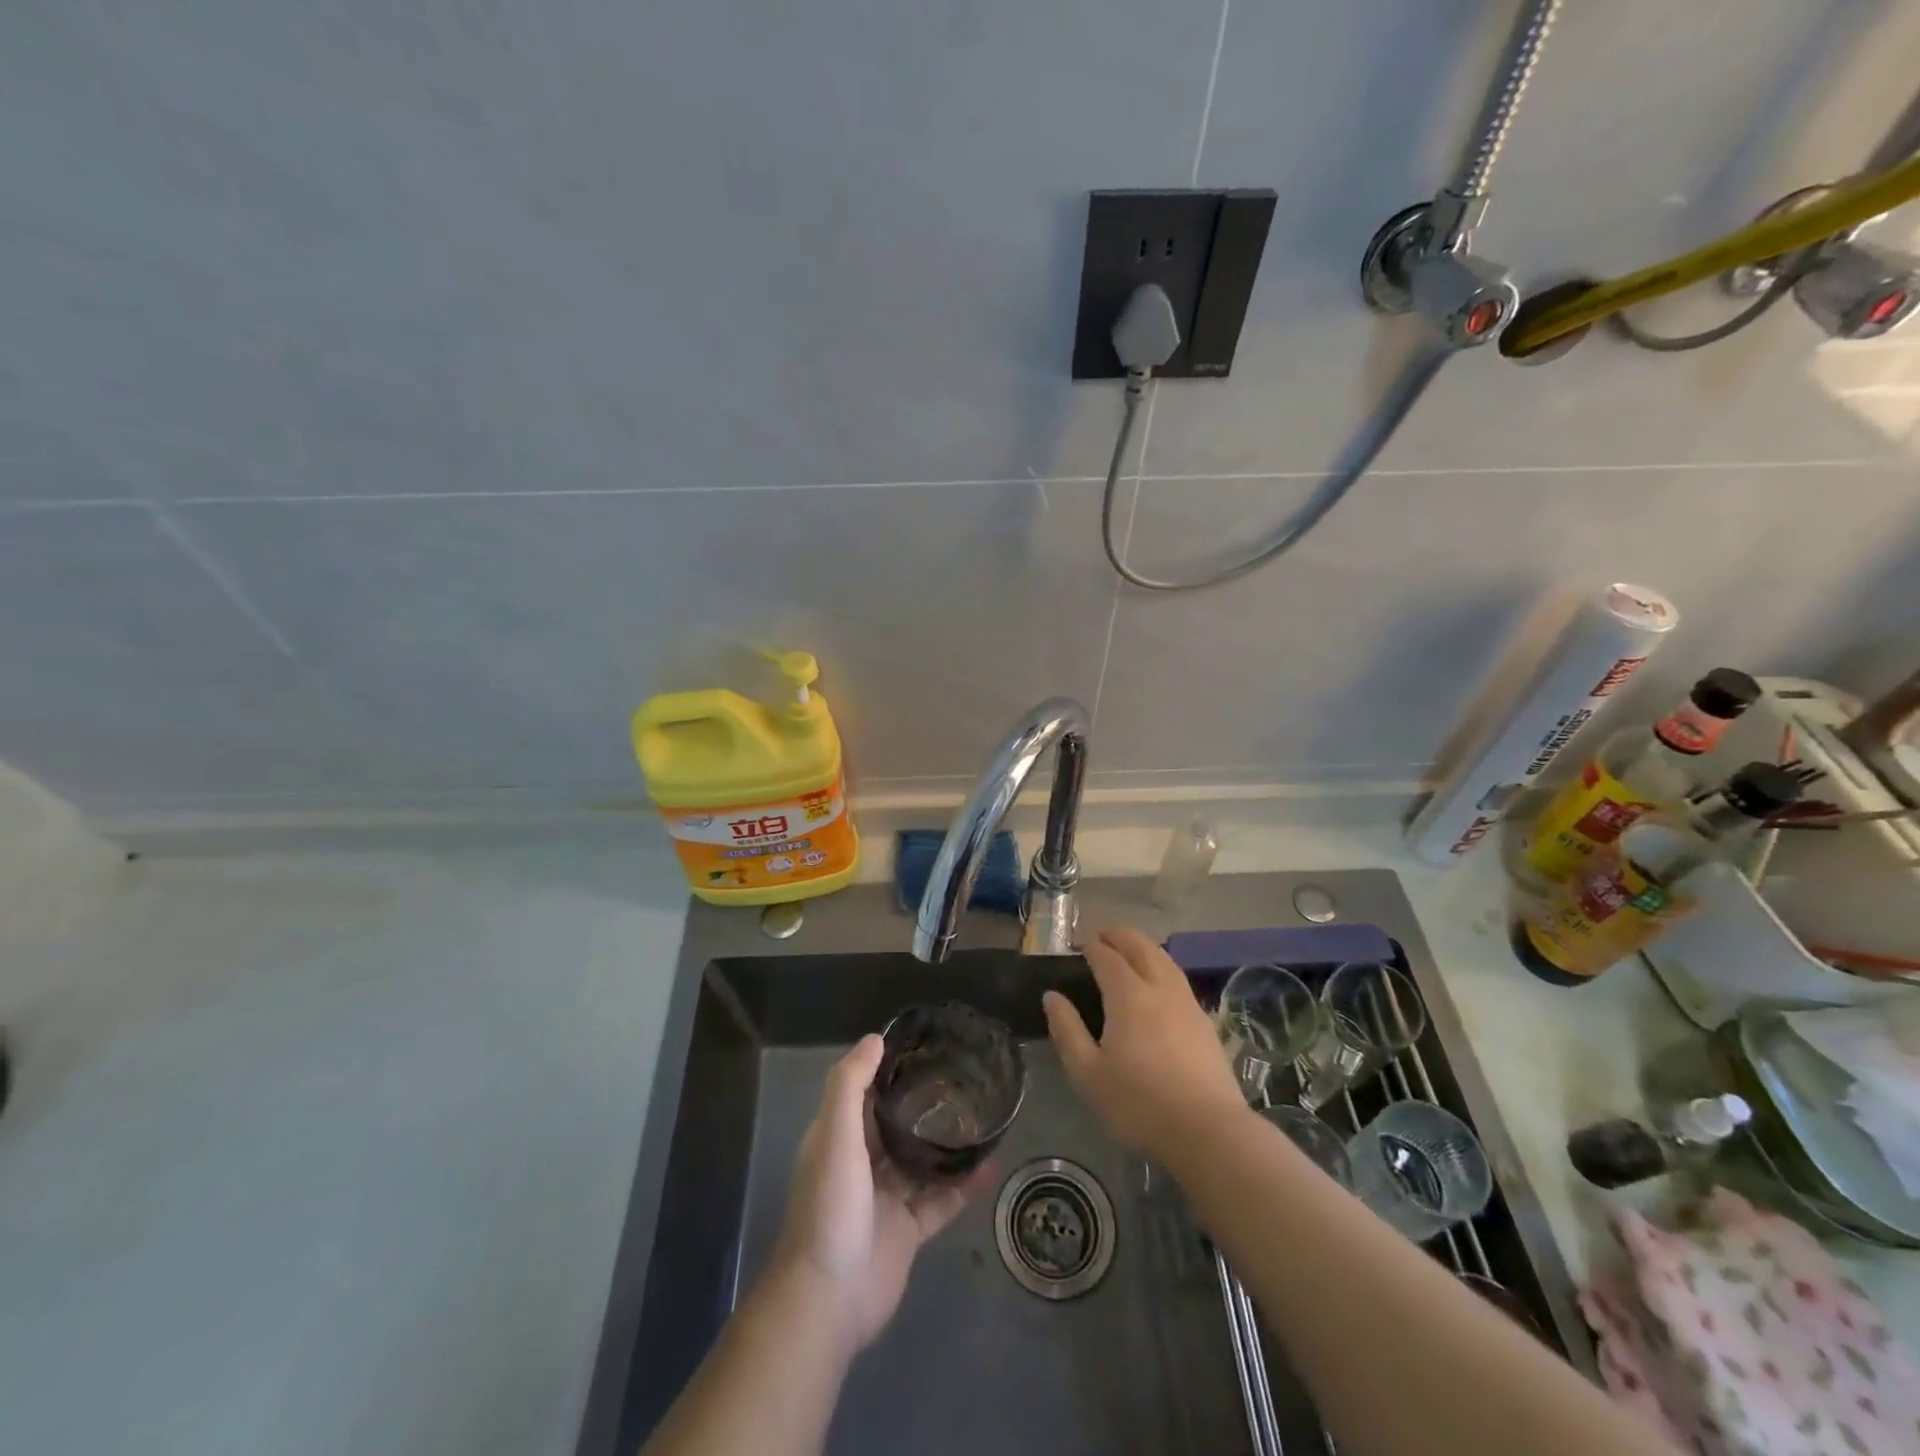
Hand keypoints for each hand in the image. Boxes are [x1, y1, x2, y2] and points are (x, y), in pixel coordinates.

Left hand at [769, 1035, 981, 1356]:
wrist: (828, 1300)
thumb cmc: (829, 1207)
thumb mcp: (834, 1136)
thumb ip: (850, 1085)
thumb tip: (876, 1038)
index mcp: (840, 1138)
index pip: (866, 1092)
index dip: (890, 1068)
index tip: (924, 1046)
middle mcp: (862, 1163)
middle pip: (897, 1124)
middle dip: (925, 1104)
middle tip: (963, 1078)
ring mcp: (886, 1199)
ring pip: (922, 1161)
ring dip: (947, 1144)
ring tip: (982, 1116)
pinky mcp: (909, 1231)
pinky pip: (941, 1200)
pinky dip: (963, 1185)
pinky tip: (989, 1165)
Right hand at [1043, 925, 1249, 1162]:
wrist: (1208, 1132)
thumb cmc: (1138, 1104)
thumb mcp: (1088, 1073)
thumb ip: (1067, 1030)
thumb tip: (1052, 996)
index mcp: (1128, 995)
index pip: (1107, 957)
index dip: (1091, 947)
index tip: (1079, 947)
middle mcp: (1160, 988)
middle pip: (1141, 947)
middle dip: (1120, 936)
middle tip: (1103, 937)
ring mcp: (1187, 1003)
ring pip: (1165, 960)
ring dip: (1144, 948)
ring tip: (1131, 952)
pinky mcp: (1205, 1023)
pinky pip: (1179, 980)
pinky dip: (1163, 968)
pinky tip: (1160, 986)